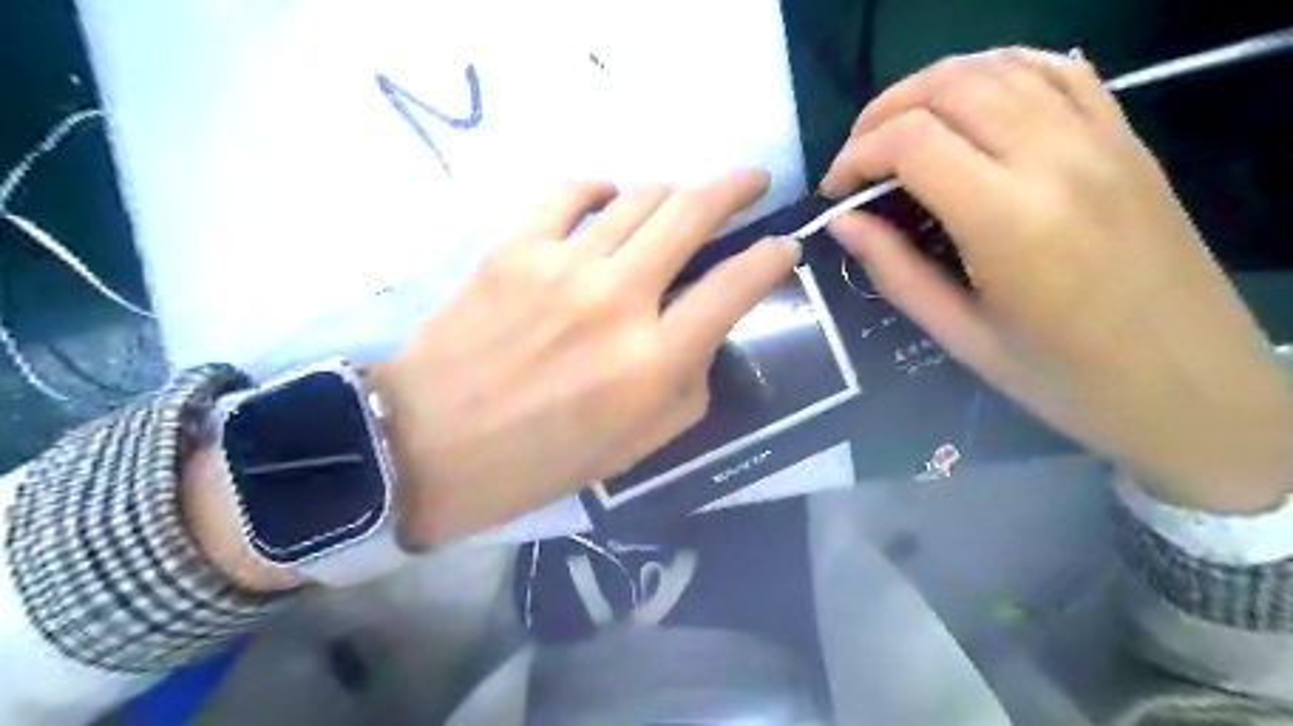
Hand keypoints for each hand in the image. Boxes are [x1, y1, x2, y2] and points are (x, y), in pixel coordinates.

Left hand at [369, 170, 805, 544]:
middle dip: (735, 187)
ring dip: (672, 192)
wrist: (429, 446)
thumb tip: (703, 330)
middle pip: (692, 213)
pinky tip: (607, 202)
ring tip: (679, 204)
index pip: (736, 286)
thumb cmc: (540, 460)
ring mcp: (561, 265)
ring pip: (638, 196)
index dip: (771, 258)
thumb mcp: (639, 445)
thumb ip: (688, 384)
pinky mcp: (513, 247)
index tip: (784, 246)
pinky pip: (569, 192)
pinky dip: (600, 190)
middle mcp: (617, 301)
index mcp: (653, 361)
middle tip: (751, 181)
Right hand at [821, 48, 1288, 508]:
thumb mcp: (963, 336)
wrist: (1193, 387)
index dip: (856, 156)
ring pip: (1000, 67)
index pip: (912, 142)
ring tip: (899, 130)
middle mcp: (1057, 159)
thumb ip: (896, 271)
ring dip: (933, 87)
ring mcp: (1102, 140)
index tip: (834, 192)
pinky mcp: (1127, 140)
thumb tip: (842, 223)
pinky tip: (971, 103)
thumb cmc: (1065, 379)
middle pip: (950, 88)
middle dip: (883, 114)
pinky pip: (1059, 71)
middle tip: (857, 160)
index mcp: (1010, 220)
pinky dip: (1000, 72)